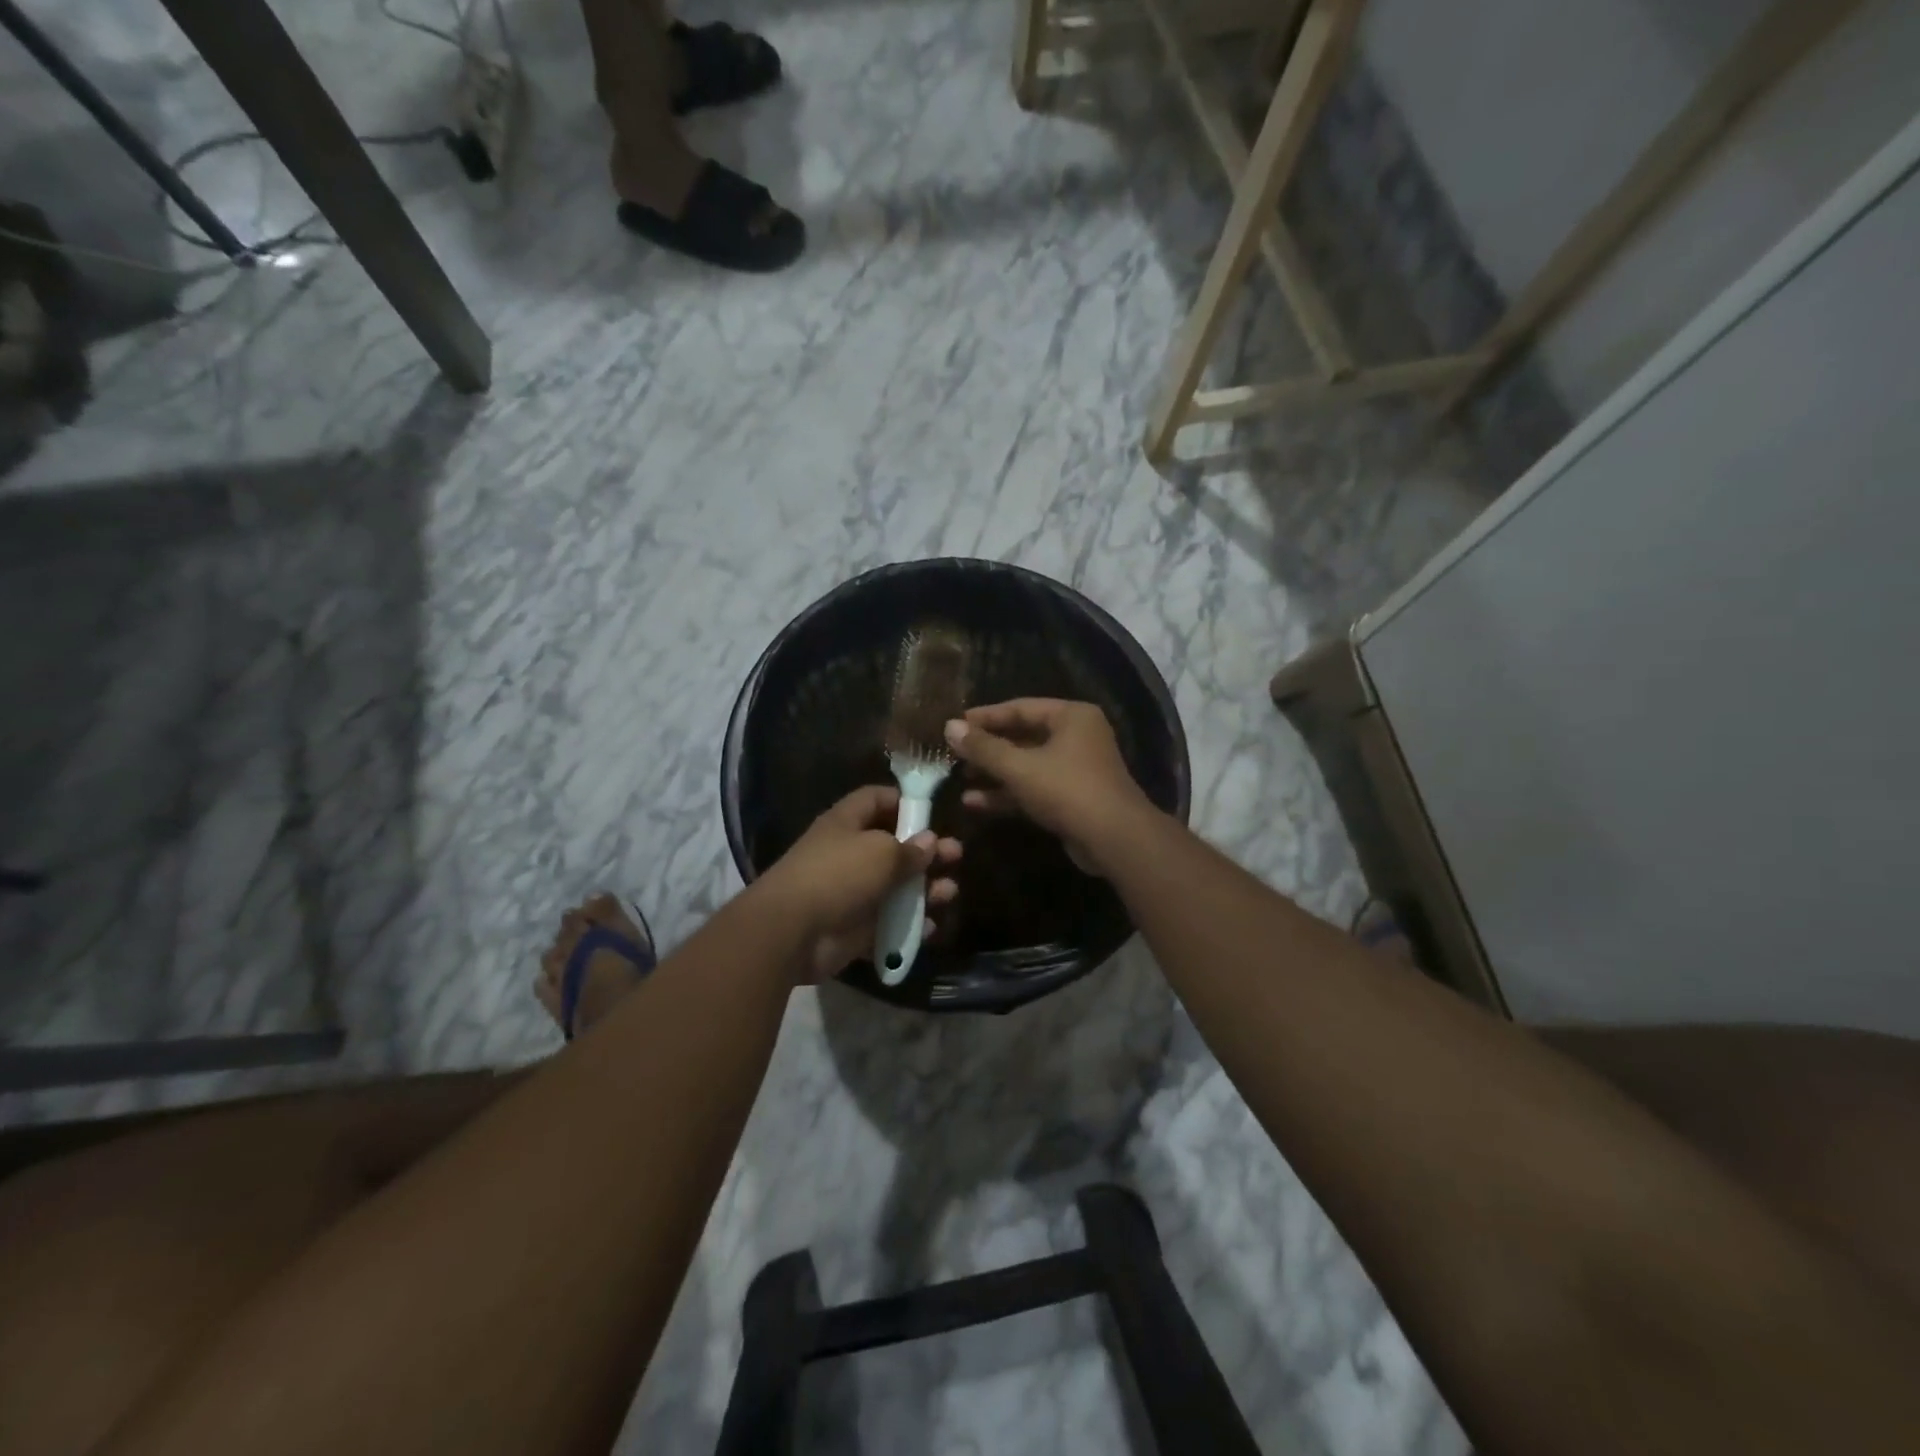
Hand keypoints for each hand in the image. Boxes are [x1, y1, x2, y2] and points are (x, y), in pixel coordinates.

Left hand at [756, 784, 961, 982]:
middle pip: (894, 846)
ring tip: (948, 893)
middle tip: (955, 856)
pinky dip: (910, 925)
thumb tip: (931, 841)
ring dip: (925, 889)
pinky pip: (889, 923)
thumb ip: (910, 849)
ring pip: (897, 887)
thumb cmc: (837, 875)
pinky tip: (930, 927)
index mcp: (847, 823)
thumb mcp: (880, 853)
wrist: (792, 931)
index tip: (933, 812)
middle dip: (926, 851)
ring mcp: (852, 892)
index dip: (904, 801)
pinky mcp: (856, 927)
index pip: (876, 800)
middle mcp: (849, 853)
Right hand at [944, 699, 1156, 875]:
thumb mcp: (1019, 767)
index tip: (955, 725)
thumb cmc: (1067, 790)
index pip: (1020, 708)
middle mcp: (1076, 736)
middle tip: (954, 754)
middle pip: (1023, 736)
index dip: (985, 717)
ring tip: (960, 780)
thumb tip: (949, 726)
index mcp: (1071, 716)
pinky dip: (1009, 793)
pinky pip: (1034, 788)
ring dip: (995, 773)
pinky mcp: (1072, 797)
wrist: (1114, 839)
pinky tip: (976, 803)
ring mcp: (1076, 768)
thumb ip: (983, 747)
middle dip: (988, 748)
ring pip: (1027, 765)